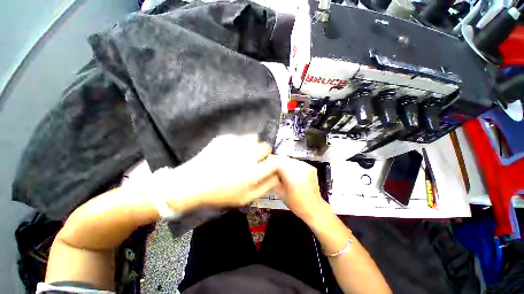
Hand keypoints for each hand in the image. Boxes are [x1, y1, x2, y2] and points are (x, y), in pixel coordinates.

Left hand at [162, 134, 278, 208]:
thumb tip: (278, 176)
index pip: (274, 161)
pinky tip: (230, 153)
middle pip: (266, 147)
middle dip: (264, 153)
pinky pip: (241, 138)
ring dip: (253, 146)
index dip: (274, 163)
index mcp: (252, 172)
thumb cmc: (221, 194)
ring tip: (243, 155)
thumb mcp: (246, 198)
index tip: (268, 166)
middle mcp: (246, 155)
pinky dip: (240, 144)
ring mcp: (235, 143)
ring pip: (254, 139)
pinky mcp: (225, 137)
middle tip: (254, 161)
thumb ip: (265, 187)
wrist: (192, 182)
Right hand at [274, 156, 327, 219]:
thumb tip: (268, 171)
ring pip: (291, 160)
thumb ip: (275, 180)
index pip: (278, 162)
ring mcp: (307, 166)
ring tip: (281, 170)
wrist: (314, 207)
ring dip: (285, 163)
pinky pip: (297, 162)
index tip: (266, 164)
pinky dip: (292, 165)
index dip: (270, 161)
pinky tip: (290, 172)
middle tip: (272, 167)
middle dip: (277, 162)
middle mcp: (300, 168)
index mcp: (292, 175)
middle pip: (284, 159)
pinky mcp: (311, 167)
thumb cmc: (296, 203)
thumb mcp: (281, 192)